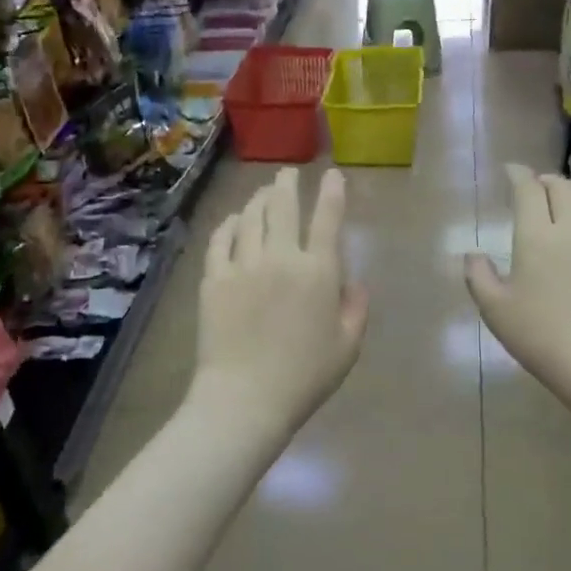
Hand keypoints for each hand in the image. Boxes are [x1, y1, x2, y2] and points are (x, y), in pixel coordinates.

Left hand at [190, 167, 368, 435]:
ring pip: (251, 217)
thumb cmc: (304, 377)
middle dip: (288, 184)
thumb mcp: (347, 347)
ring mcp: (242, 265)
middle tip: (288, 174)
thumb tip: (354, 283)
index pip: (327, 219)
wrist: (246, 397)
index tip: (332, 175)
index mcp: (318, 272)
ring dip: (258, 199)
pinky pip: (220, 240)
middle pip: (283, 207)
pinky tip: (233, 221)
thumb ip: (356, 309)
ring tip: (262, 193)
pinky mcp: (214, 279)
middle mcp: (280, 258)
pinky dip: (229, 224)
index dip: (332, 193)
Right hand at [465, 164, 570, 413]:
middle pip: (564, 188)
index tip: (510, 169)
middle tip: (535, 186)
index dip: (518, 175)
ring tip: (563, 206)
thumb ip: (479, 276)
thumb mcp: (495, 309)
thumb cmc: (540, 334)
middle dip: (546, 181)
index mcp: (537, 235)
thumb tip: (472, 255)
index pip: (528, 190)